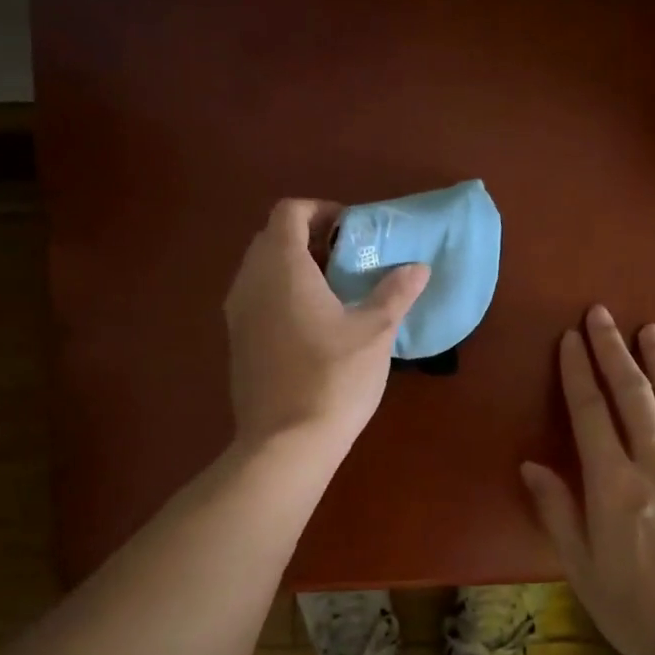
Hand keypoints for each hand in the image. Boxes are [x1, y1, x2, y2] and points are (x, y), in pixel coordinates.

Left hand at [223, 199, 429, 455]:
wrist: (285, 444)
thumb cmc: (333, 378)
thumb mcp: (375, 332)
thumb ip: (396, 292)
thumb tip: (418, 268)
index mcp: (281, 267)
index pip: (289, 212)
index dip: (321, 211)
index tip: (352, 231)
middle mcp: (250, 281)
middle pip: (272, 238)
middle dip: (310, 238)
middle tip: (348, 258)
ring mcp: (237, 313)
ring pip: (262, 269)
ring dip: (295, 267)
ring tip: (335, 290)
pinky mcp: (237, 341)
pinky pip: (257, 297)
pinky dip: (282, 293)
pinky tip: (314, 323)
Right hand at [520, 306, 654, 654]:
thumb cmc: (642, 613)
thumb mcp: (583, 571)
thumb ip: (558, 512)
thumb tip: (532, 466)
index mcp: (615, 486)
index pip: (591, 413)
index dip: (578, 371)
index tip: (570, 339)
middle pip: (634, 396)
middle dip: (615, 350)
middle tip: (602, 313)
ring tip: (650, 331)